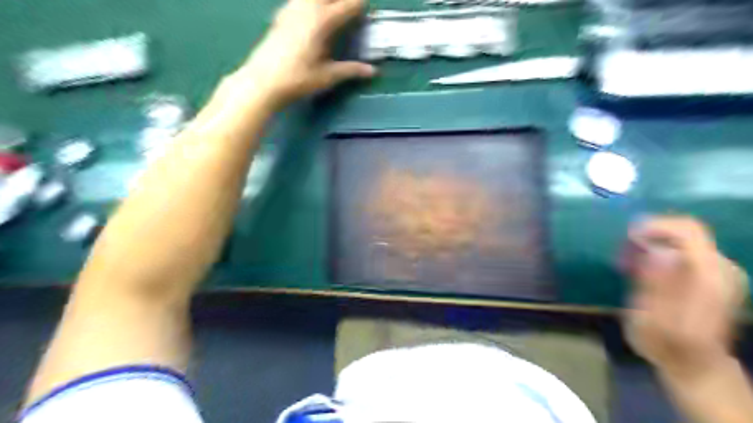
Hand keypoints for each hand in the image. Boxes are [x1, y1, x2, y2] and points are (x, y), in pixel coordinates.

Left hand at [232, 0, 375, 108]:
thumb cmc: (298, 79)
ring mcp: (292, 8)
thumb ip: (351, 70)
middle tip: (350, 12)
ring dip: (327, 1)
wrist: (264, 80)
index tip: (366, 15)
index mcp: (323, 21)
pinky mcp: (282, 14)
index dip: (361, 6)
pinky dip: (311, 4)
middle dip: (344, 0)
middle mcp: (308, 7)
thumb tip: (372, 71)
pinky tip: (312, 15)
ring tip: (333, 12)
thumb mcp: (327, 76)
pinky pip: (300, 0)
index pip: (349, 4)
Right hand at [618, 217, 745, 378]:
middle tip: (623, 254)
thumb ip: (656, 285)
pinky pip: (684, 248)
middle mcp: (721, 269)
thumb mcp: (652, 320)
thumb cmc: (667, 345)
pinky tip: (642, 267)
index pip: (688, 231)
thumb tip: (656, 252)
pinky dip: (659, 250)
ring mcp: (720, 271)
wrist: (696, 365)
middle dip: (649, 235)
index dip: (655, 226)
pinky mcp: (713, 274)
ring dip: (650, 243)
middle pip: (685, 230)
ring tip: (627, 263)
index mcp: (709, 278)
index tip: (627, 237)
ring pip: (682, 237)